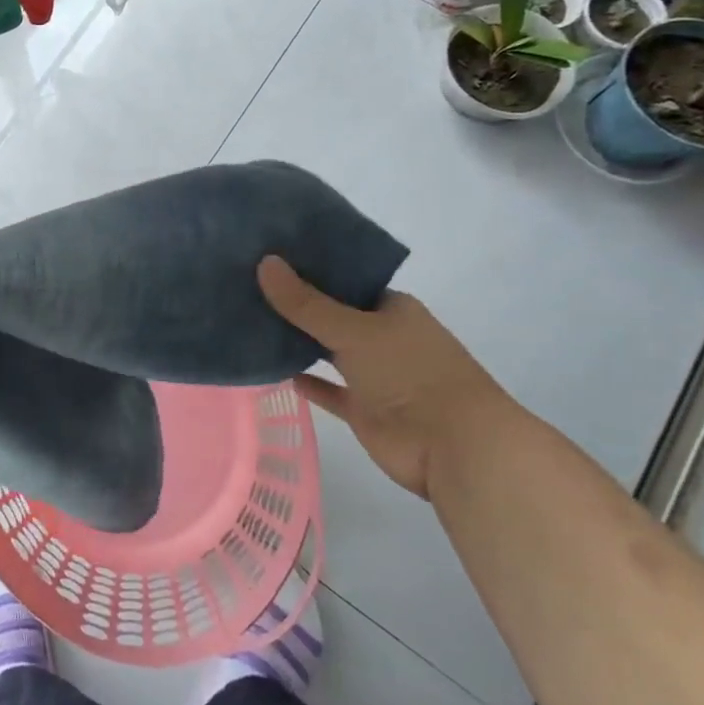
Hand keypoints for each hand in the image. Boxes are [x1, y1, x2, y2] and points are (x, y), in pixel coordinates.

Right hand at [258, 256, 505, 499]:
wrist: (453, 447)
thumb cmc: (410, 373)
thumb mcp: (354, 330)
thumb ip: (306, 303)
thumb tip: (265, 262)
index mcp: (391, 308)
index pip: (346, 280)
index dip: (311, 270)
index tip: (271, 257)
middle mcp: (383, 337)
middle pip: (334, 315)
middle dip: (299, 305)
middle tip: (250, 286)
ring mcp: (375, 375)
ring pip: (330, 352)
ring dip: (300, 342)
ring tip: (253, 321)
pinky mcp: (364, 410)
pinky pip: (330, 390)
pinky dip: (309, 382)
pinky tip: (276, 369)